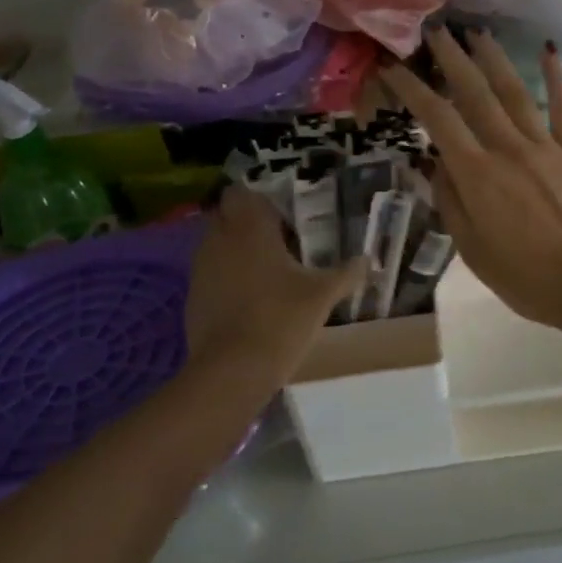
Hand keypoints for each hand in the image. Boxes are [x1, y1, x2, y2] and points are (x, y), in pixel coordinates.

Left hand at [184, 186, 364, 379]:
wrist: (232, 370)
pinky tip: (248, 299)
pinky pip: (210, 273)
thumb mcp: (322, 296)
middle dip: (245, 222)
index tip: (280, 215)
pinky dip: (225, 277)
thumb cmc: (281, 319)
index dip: (257, 200)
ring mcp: (201, 268)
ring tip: (265, 270)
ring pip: (215, 244)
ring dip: (234, 249)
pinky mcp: (192, 297)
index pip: (239, 192)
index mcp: (249, 228)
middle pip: (225, 215)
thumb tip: (369, 260)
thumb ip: (346, 273)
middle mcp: (219, 239)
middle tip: (276, 240)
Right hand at [382, 29, 561, 330]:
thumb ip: (450, 200)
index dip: (412, 89)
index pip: (437, 120)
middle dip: (452, 59)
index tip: (393, 66)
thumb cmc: (525, 277)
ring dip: (494, 59)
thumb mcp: (472, 248)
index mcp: (477, 174)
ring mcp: (545, 146)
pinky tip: (550, 50)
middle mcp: (508, 148)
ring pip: (515, 92)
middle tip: (436, 30)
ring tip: (478, 32)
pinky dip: (557, 78)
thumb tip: (435, 161)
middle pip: (475, 94)